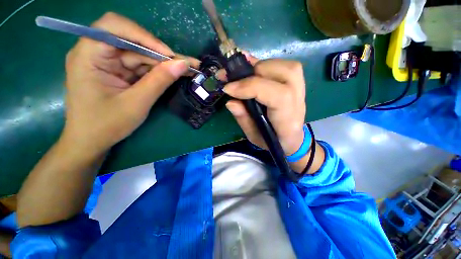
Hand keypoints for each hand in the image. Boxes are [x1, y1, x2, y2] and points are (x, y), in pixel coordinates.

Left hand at [63, 12, 193, 153]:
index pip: (114, 27)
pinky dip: (158, 71)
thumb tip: (183, 64)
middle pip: (133, 42)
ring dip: (164, 64)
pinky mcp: (117, 72)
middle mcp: (96, 52)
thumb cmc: (106, 125)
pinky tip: (174, 75)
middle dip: (162, 54)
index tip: (169, 56)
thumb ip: (160, 81)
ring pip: (141, 55)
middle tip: (188, 64)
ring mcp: (108, 62)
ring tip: (187, 70)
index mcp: (89, 55)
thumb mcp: (136, 103)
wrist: (91, 141)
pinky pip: (141, 66)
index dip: (145, 36)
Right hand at [223, 57, 306, 156]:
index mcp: (288, 119)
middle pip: (283, 74)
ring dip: (260, 66)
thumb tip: (230, 101)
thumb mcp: (254, 136)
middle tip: (234, 80)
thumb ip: (243, 119)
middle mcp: (298, 100)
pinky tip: (252, 69)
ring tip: (243, 75)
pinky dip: (265, 65)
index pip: (277, 95)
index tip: (228, 89)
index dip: (251, 87)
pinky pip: (283, 65)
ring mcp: (300, 89)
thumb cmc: (272, 141)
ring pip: (284, 66)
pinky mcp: (296, 82)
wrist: (292, 139)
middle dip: (254, 73)